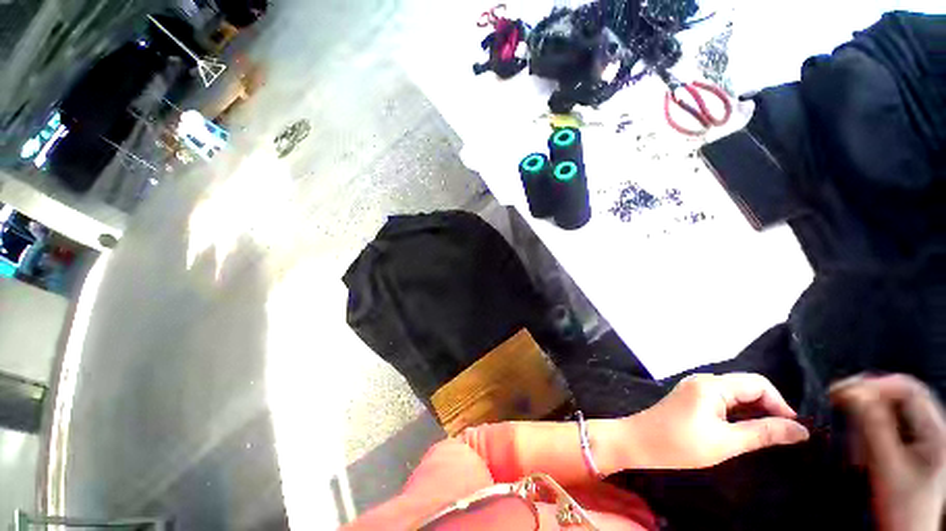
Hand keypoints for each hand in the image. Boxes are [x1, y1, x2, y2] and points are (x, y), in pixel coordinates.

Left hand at [626, 373, 809, 468]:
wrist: (638, 442)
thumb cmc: (680, 444)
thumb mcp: (726, 442)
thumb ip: (763, 433)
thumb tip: (801, 430)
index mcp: (711, 385)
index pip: (757, 384)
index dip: (780, 404)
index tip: (793, 431)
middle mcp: (703, 381)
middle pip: (746, 387)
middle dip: (769, 409)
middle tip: (784, 437)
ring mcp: (695, 389)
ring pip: (735, 395)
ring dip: (754, 412)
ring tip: (769, 437)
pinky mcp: (691, 399)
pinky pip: (722, 401)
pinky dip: (738, 414)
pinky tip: (745, 431)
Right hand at [831, 374, 945, 530]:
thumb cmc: (899, 504)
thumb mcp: (886, 466)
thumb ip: (873, 426)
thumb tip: (851, 391)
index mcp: (936, 430)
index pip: (908, 389)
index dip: (875, 384)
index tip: (841, 391)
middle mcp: (935, 427)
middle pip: (903, 395)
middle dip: (870, 395)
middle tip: (839, 399)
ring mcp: (927, 436)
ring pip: (896, 407)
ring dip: (870, 410)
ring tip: (850, 424)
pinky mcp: (915, 445)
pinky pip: (893, 422)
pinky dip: (874, 423)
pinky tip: (862, 437)